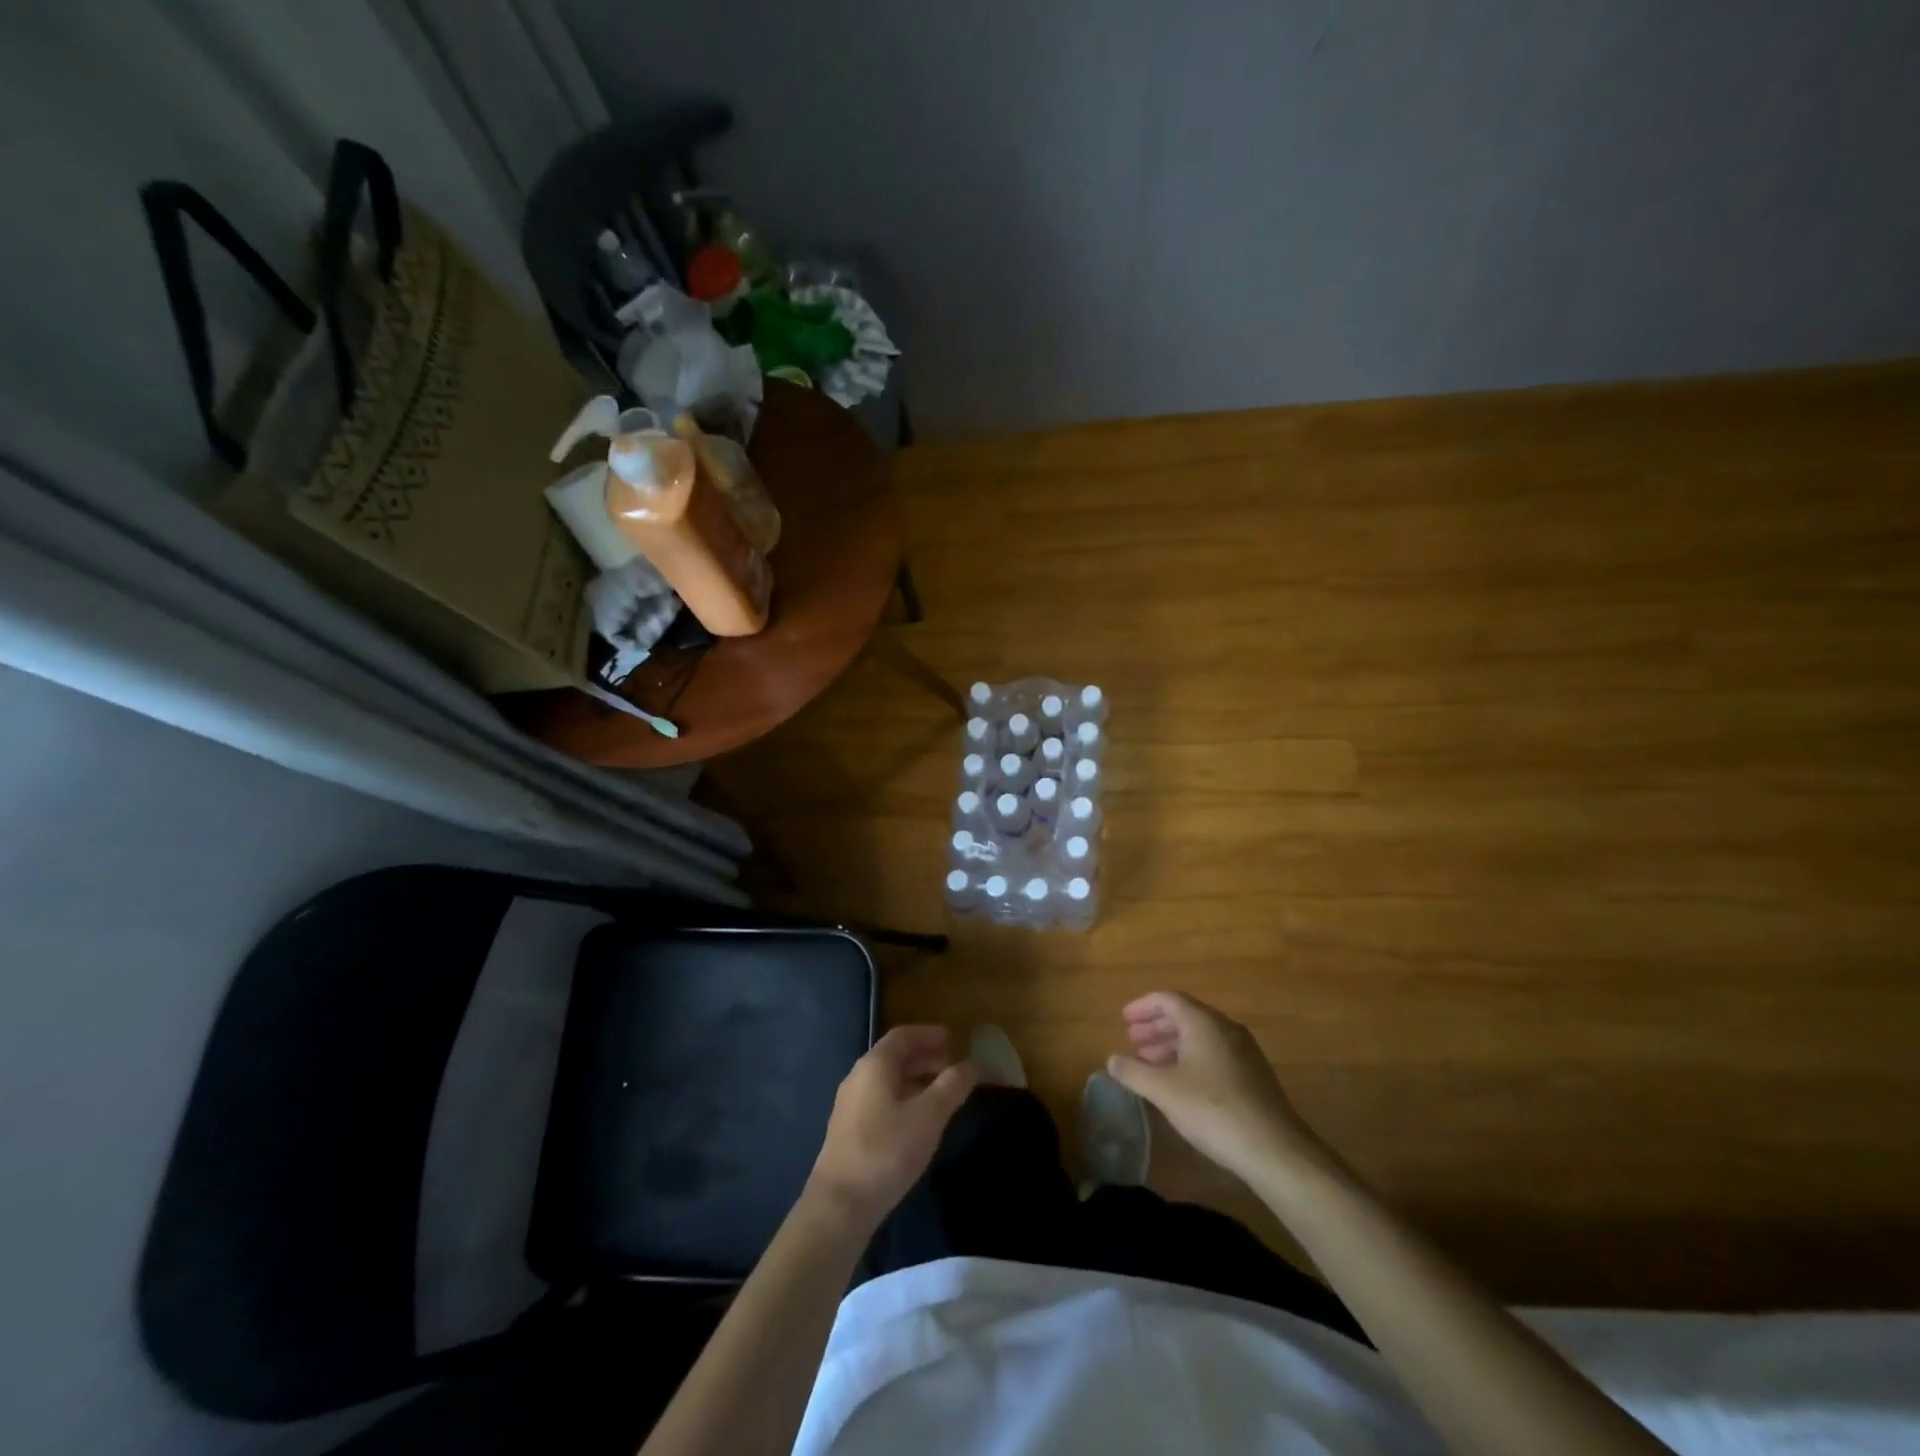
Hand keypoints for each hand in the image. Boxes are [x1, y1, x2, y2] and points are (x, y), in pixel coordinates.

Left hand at [805, 1026, 976, 1230]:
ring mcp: (851, 1104)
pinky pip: (882, 1099)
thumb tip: (971, 1065)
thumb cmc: (886, 1151)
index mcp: (875, 1065)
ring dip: (917, 1079)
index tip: (955, 1040)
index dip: (930, 1034)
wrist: (839, 1206)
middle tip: (955, 1067)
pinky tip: (920, 1120)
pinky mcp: (849, 1130)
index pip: (904, 1035)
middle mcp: (859, 1077)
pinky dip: (905, 1098)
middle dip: (927, 1057)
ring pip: (889, 1080)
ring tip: (944, 1094)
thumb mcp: (928, 1116)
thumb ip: (951, 1086)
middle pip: (896, 1056)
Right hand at [1107, 992, 1326, 1184]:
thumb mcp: (1164, 1091)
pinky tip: (1180, 1084)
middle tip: (1133, 1042)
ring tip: (1150, 1064)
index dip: (1143, 1006)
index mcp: (1203, 1022)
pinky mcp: (1254, 1076)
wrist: (1274, 1149)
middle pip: (1185, 1016)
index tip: (1123, 1019)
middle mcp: (1225, 1028)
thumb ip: (1134, 1072)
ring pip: (1201, 1037)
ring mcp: (1244, 1052)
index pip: (1168, 999)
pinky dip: (1191, 1059)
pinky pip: (1215, 1054)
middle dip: (1156, 1027)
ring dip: (1172, 1045)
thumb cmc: (1212, 1109)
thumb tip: (1112, 1060)